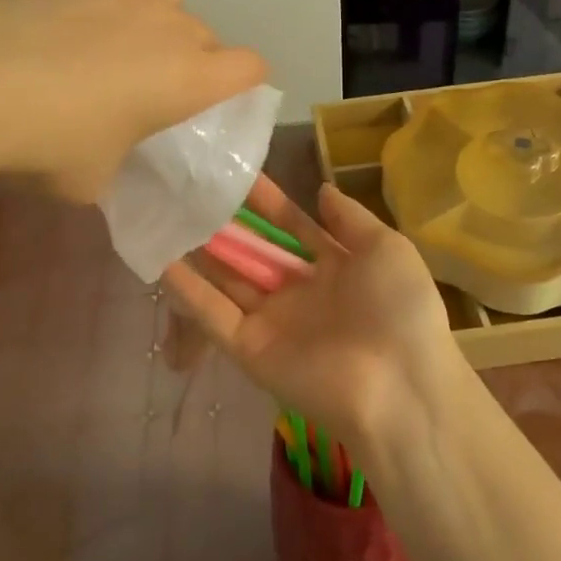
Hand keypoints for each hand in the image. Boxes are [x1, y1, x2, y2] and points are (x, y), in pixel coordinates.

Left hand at [0, 0, 266, 200]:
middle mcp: (175, 25)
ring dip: (152, 17)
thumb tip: (109, 146)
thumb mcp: (94, 179)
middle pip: (204, 34)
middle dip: (184, 59)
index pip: (251, 67)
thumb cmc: (43, 146)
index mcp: (191, 78)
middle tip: (137, 87)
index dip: (239, 82)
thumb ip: (121, 156)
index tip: (210, 98)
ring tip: (109, 38)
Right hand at [162, 177, 462, 458]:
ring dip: (201, 250)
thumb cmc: (399, 308)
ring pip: (228, 278)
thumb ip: (350, 219)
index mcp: (334, 267)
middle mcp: (299, 292)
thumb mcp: (386, 249)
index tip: (238, 174)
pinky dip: (188, 290)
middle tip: (191, 188)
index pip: (291, 226)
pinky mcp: (249, 349)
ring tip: (167, 213)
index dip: (267, 202)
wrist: (399, 386)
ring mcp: (272, 321)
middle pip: (255, 251)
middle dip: (228, 222)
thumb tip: (322, 189)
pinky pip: (213, 314)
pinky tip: (161, 259)